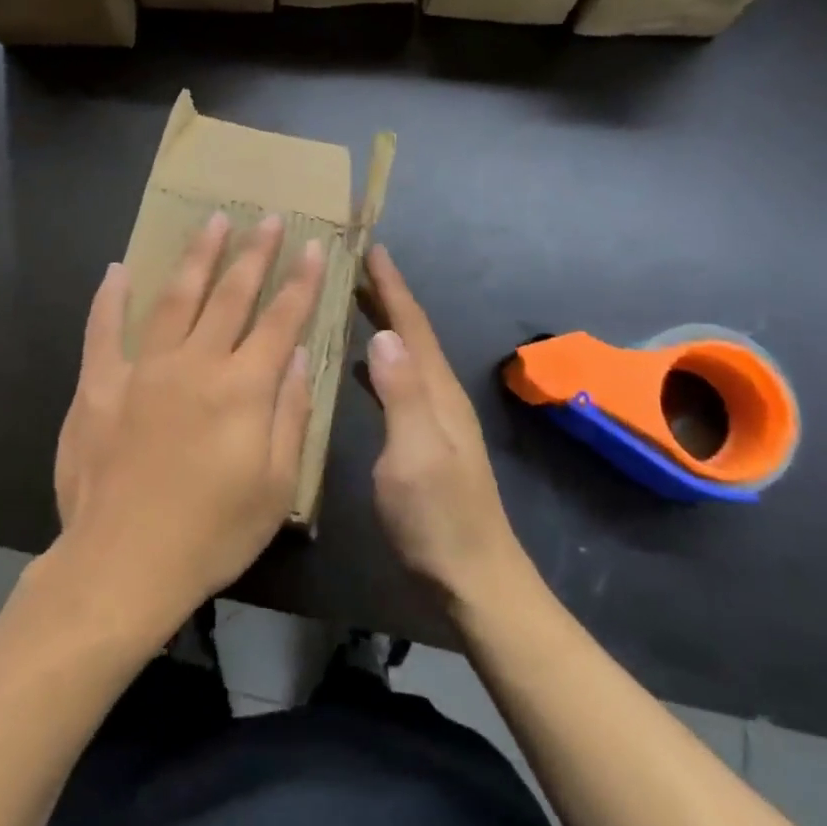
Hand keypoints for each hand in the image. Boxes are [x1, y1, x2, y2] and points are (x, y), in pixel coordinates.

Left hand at [51, 211, 322, 642]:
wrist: (123, 564)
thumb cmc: (211, 534)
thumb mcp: (275, 486)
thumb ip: (289, 414)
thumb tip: (296, 357)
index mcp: (243, 388)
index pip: (281, 320)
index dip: (301, 282)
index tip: (315, 247)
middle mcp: (195, 364)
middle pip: (230, 295)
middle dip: (255, 254)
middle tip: (269, 218)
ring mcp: (142, 369)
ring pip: (175, 298)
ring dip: (197, 257)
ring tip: (213, 222)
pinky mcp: (98, 385)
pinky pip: (103, 330)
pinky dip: (110, 298)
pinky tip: (117, 269)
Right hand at [362, 245, 522, 605]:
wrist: (473, 578)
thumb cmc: (437, 518)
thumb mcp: (414, 455)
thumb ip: (401, 395)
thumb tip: (382, 334)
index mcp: (437, 391)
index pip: (412, 326)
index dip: (391, 286)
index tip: (371, 248)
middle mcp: (439, 395)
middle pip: (412, 334)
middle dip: (387, 296)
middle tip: (355, 264)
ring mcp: (434, 419)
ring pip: (406, 356)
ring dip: (383, 324)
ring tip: (353, 302)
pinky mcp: (424, 440)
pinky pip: (400, 382)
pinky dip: (380, 362)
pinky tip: (361, 365)